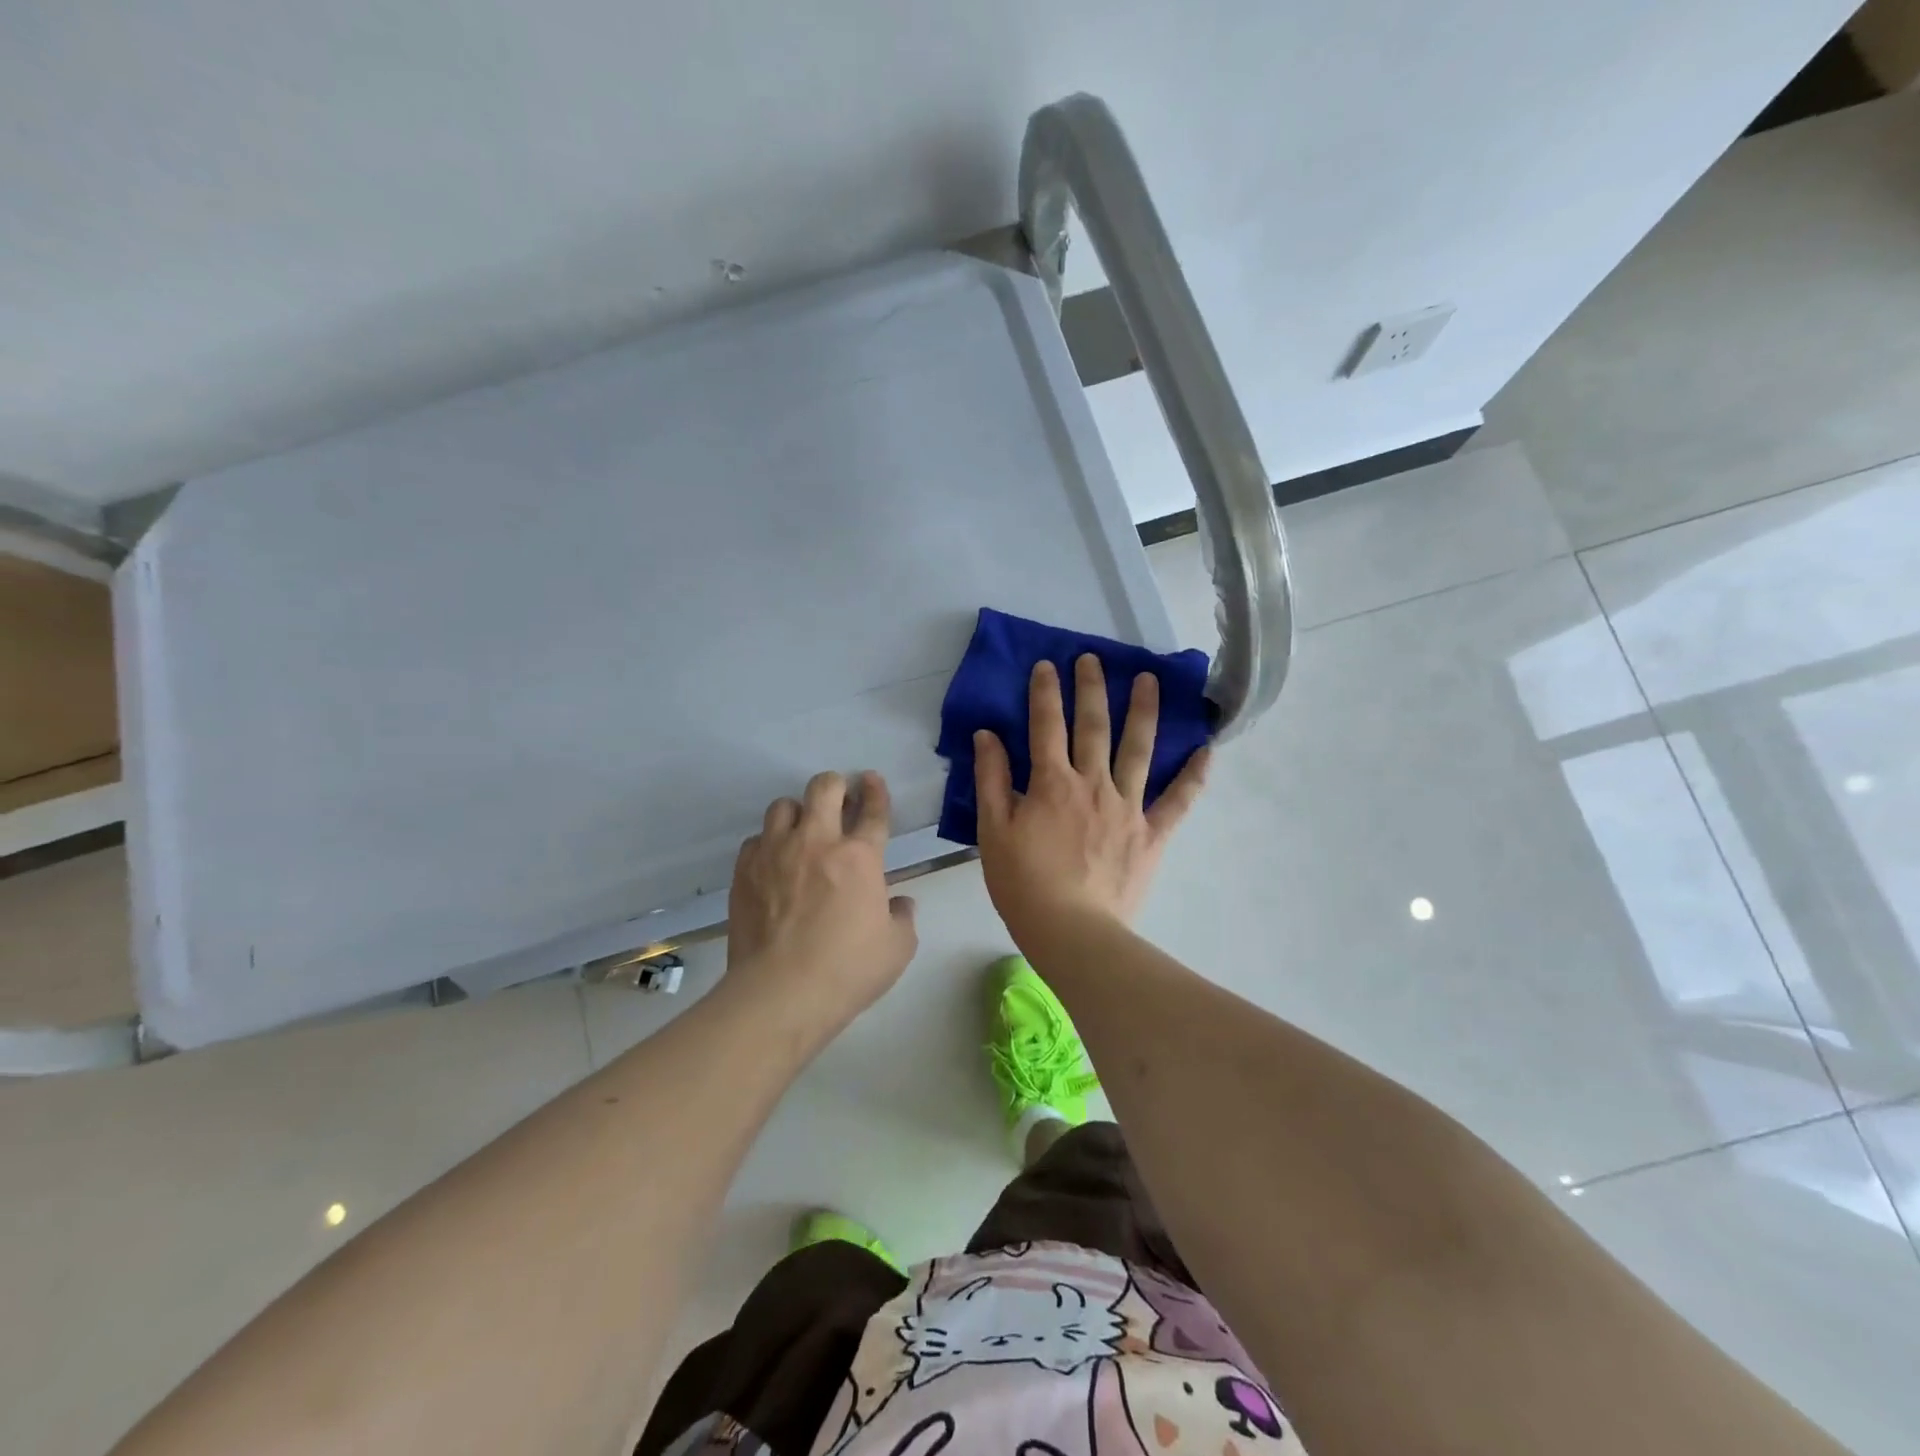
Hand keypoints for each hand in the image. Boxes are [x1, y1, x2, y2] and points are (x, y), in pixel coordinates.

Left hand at [724, 770, 918, 1036]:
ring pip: (783, 806)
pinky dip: (768, 845)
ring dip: (798, 813)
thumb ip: (902, 918)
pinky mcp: (745, 871)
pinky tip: (773, 863)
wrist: (780, 993)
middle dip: (835, 786)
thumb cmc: (847, 971)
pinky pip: (756, 840)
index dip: (875, 791)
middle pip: (824, 787)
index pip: (872, 810)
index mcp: (860, 856)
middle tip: (839, 800)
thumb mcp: (897, 948)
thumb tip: (899, 904)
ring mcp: (775, 853)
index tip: (872, 780)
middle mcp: (817, 842)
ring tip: (802, 831)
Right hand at [973, 655, 1208, 943]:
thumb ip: (991, 779)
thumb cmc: (1023, 883)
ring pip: (1138, 750)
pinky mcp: (1152, 834)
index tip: (1047, 665)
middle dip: (1092, 688)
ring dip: (1144, 712)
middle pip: (1093, 726)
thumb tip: (988, 736)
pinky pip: (1178, 801)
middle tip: (1093, 658)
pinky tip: (1206, 749)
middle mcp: (1093, 784)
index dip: (1045, 693)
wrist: (1071, 930)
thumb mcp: (993, 830)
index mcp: (1052, 783)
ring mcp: (1128, 807)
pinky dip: (1193, 775)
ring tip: (1150, 680)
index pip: (1046, 725)